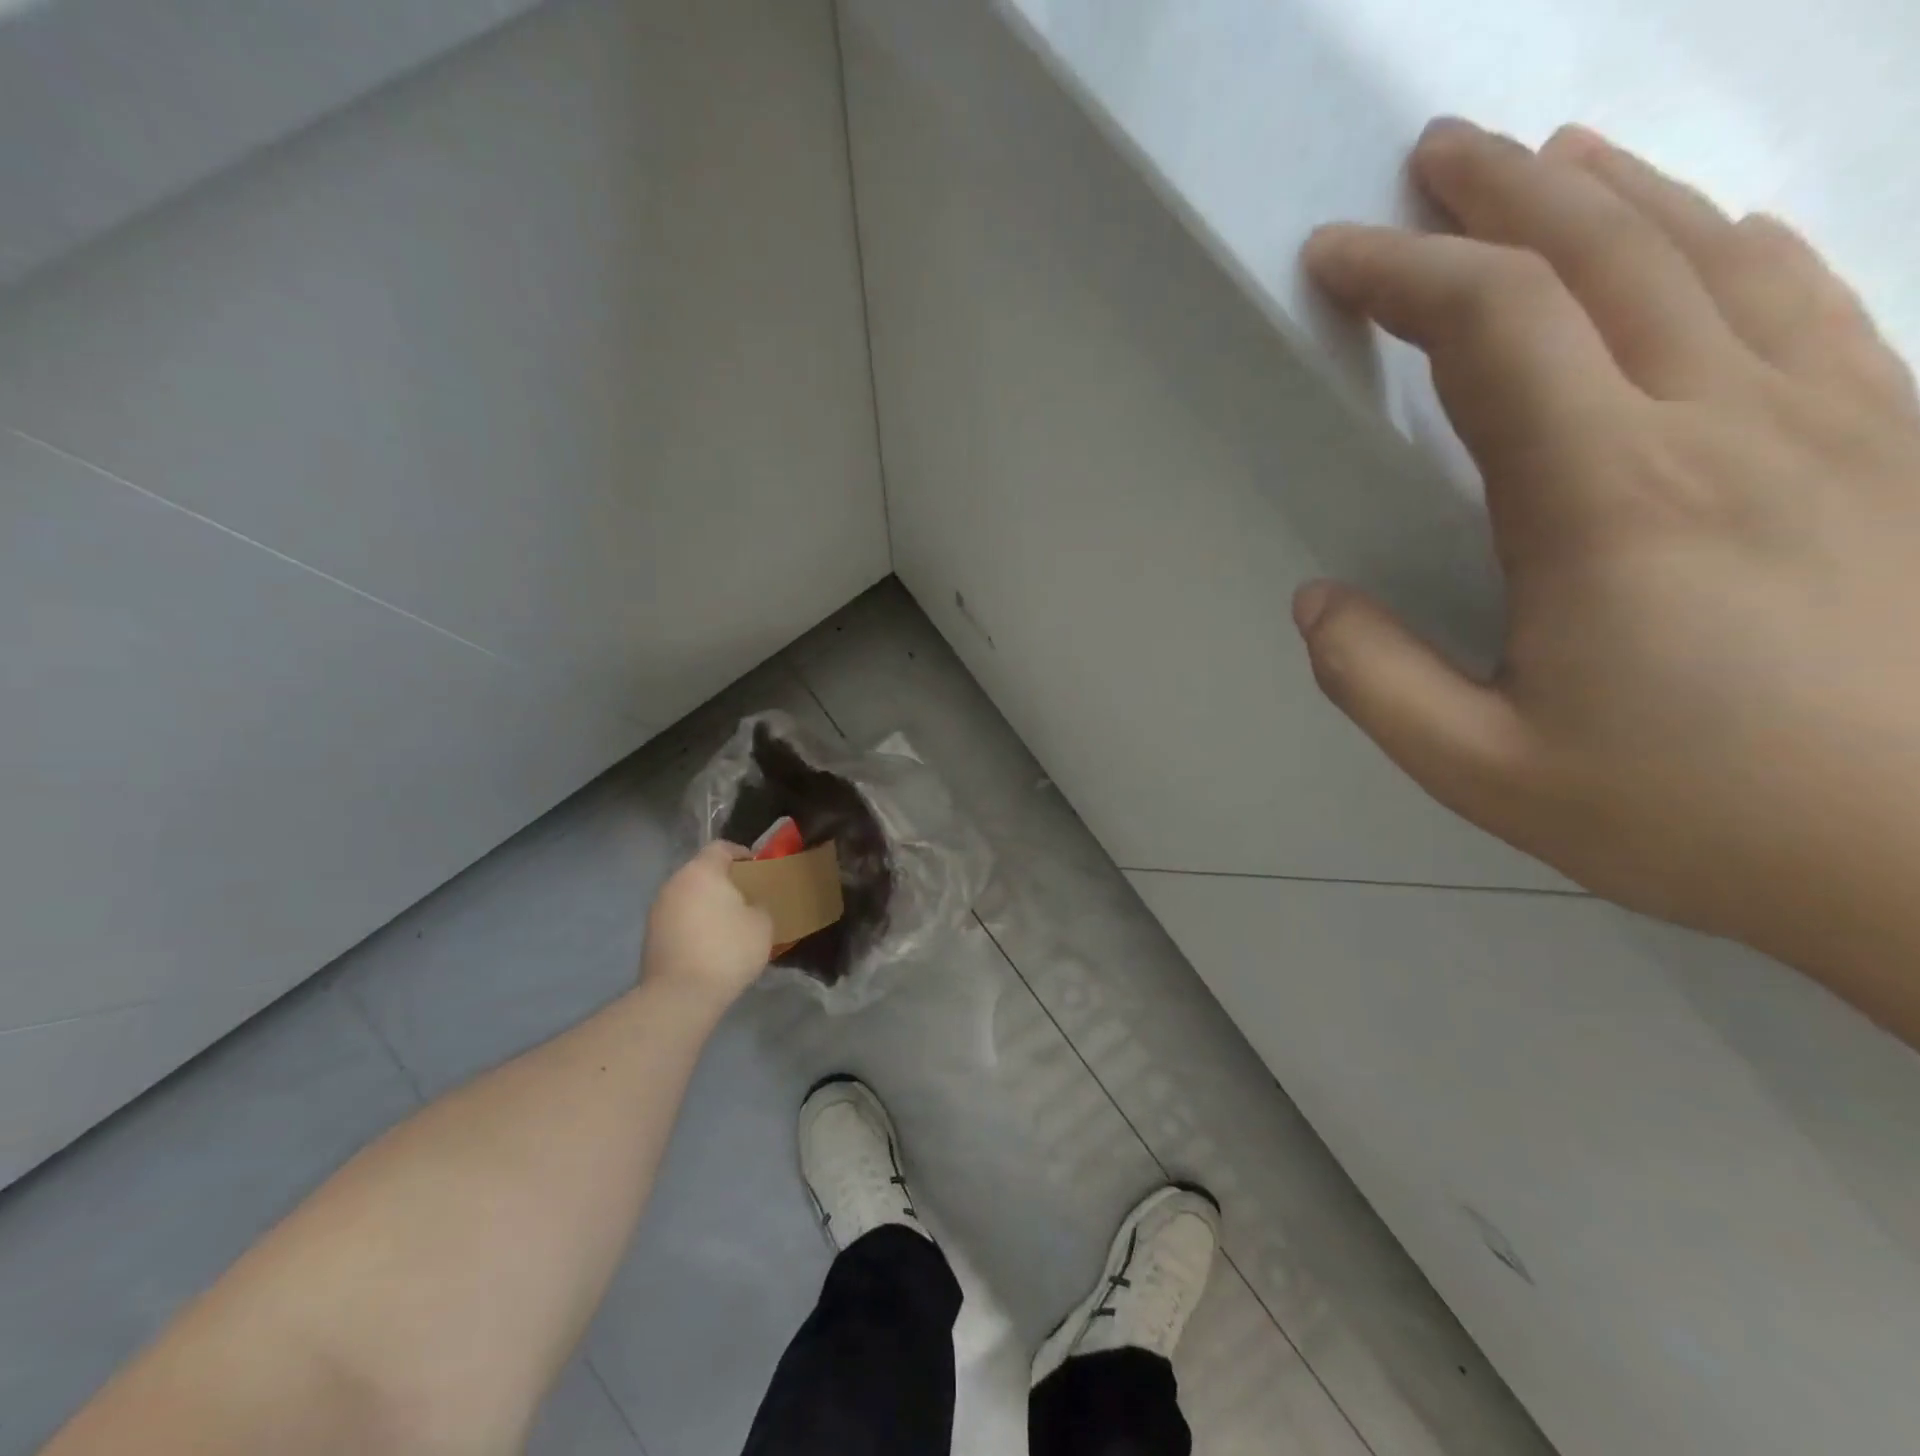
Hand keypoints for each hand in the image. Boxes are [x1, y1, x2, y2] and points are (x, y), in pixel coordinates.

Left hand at [641, 843, 773, 1006]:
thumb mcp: (762, 924)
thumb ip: (758, 905)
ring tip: (728, 924)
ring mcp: (657, 910)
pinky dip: (693, 924)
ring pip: (688, 896)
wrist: (680, 995)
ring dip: (706, 904)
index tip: (758, 869)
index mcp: (702, 871)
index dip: (741, 854)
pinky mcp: (650, 936)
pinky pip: (678, 919)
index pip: (721, 848)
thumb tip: (749, 905)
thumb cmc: (727, 950)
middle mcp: (675, 883)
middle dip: (723, 882)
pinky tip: (709, 945)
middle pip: (702, 872)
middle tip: (746, 898)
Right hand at [1296, 119, 1919, 1036]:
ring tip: (1546, 165)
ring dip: (1611, 196)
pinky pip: (1804, 298)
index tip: (1334, 257)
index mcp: (1606, 500)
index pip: (1490, 329)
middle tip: (1430, 162)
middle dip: (1499, 196)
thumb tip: (1315, 603)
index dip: (1402, 274)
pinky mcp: (1895, 443)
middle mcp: (1720, 425)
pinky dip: (1727, 245)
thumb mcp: (1478, 768)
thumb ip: (1374, 679)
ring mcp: (1830, 420)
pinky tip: (1700, 235)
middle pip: (1602, 254)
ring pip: (1708, 253)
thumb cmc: (1685, 815)